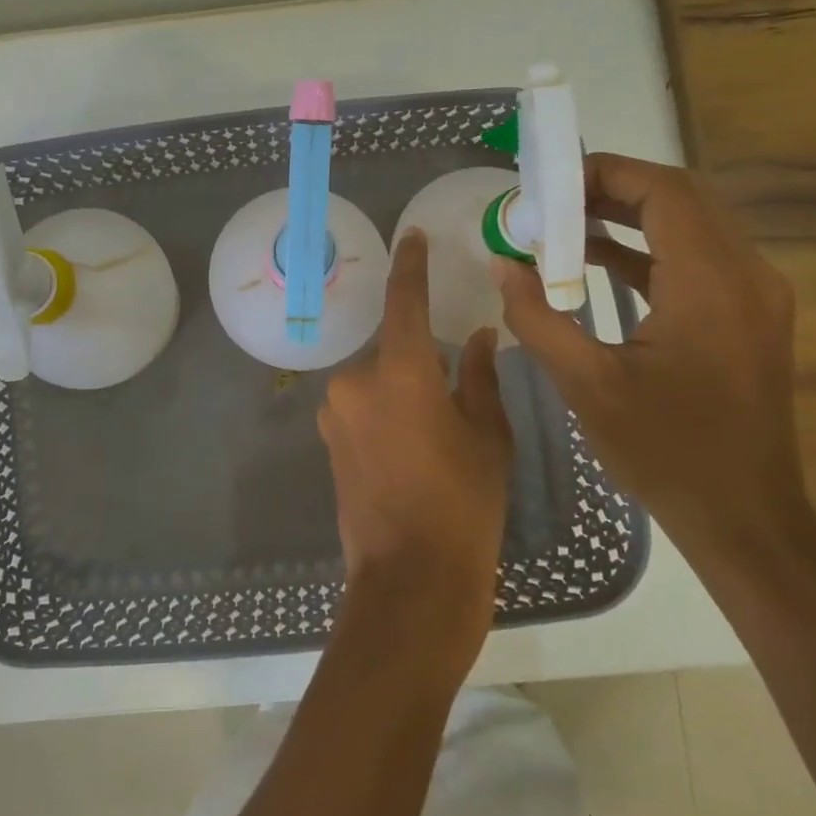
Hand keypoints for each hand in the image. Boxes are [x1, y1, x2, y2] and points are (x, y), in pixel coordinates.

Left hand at [318, 230, 514, 683]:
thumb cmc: (464, 503)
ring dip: (401, 391)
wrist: (411, 579)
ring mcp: (335, 413)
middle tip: (452, 395)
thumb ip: (480, 376)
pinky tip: (409, 451)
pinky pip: (361, 408)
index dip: (410, 265)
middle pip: (391, 350)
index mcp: (398, 371)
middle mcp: (355, 382)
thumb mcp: (487, 435)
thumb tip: (479, 335)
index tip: (412, 237)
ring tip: (433, 434)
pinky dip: (384, 413)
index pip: (403, 301)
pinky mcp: (328, 442)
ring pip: (375, 382)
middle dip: (418, 362)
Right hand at [494, 152, 815, 564]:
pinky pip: (697, 259)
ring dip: (628, 216)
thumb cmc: (665, 450)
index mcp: (711, 284)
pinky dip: (647, 250)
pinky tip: (596, 262)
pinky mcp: (748, 316)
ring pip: (691, 225)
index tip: (550, 185)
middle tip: (551, 202)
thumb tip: (503, 265)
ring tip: (564, 225)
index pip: (664, 191)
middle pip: (681, 199)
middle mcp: (746, 275)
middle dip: (612, 189)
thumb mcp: (586, 384)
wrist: (744, 516)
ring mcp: (754, 296)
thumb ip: (538, 317)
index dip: (606, 173)